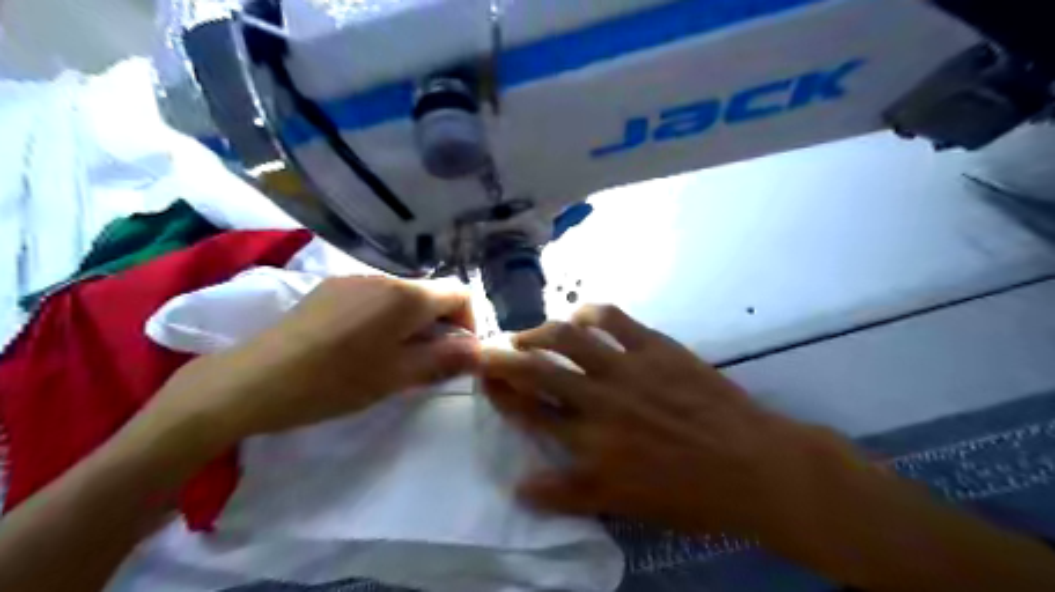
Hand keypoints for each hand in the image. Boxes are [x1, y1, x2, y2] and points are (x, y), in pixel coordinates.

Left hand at [144, 277, 480, 448]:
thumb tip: (479, 351)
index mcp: (405, 296)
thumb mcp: (397, 377)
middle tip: (428, 364)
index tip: (459, 354)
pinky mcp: (331, 289)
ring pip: (404, 297)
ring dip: (414, 324)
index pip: (461, 293)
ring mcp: (354, 280)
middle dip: (441, 326)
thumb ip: (445, 359)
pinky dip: (387, 319)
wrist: (250, 381)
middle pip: (432, 294)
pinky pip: (376, 298)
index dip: (470, 322)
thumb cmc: (333, 382)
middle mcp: (384, 278)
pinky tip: (363, 347)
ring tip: (395, 359)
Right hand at [478, 306, 855, 541]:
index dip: (502, 392)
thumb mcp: (622, 504)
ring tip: (527, 332)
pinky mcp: (655, 346)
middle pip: (537, 370)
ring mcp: (627, 367)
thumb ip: (568, 493)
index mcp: (589, 441)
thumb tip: (520, 488)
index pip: (530, 411)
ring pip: (568, 338)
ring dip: (539, 332)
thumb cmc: (689, 493)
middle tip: (487, 348)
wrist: (752, 464)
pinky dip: (590, 311)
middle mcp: (599, 398)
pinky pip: (614, 318)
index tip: (486, 379)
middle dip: (504, 357)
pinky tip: (580, 313)